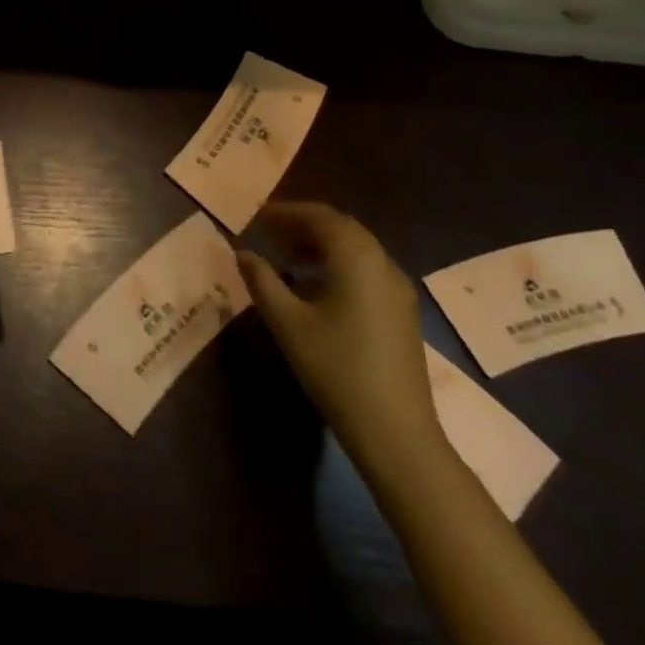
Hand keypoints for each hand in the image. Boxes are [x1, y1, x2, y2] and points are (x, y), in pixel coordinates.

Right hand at [238, 201, 441, 464]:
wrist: (396, 432)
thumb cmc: (336, 369)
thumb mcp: (287, 323)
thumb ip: (262, 281)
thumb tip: (242, 253)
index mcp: (356, 258)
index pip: (319, 216)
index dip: (286, 212)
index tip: (256, 216)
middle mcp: (382, 263)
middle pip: (340, 228)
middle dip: (303, 225)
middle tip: (269, 233)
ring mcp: (398, 289)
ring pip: (356, 249)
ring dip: (320, 245)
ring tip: (286, 257)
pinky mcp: (402, 312)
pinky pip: (366, 270)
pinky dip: (338, 264)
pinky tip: (316, 288)